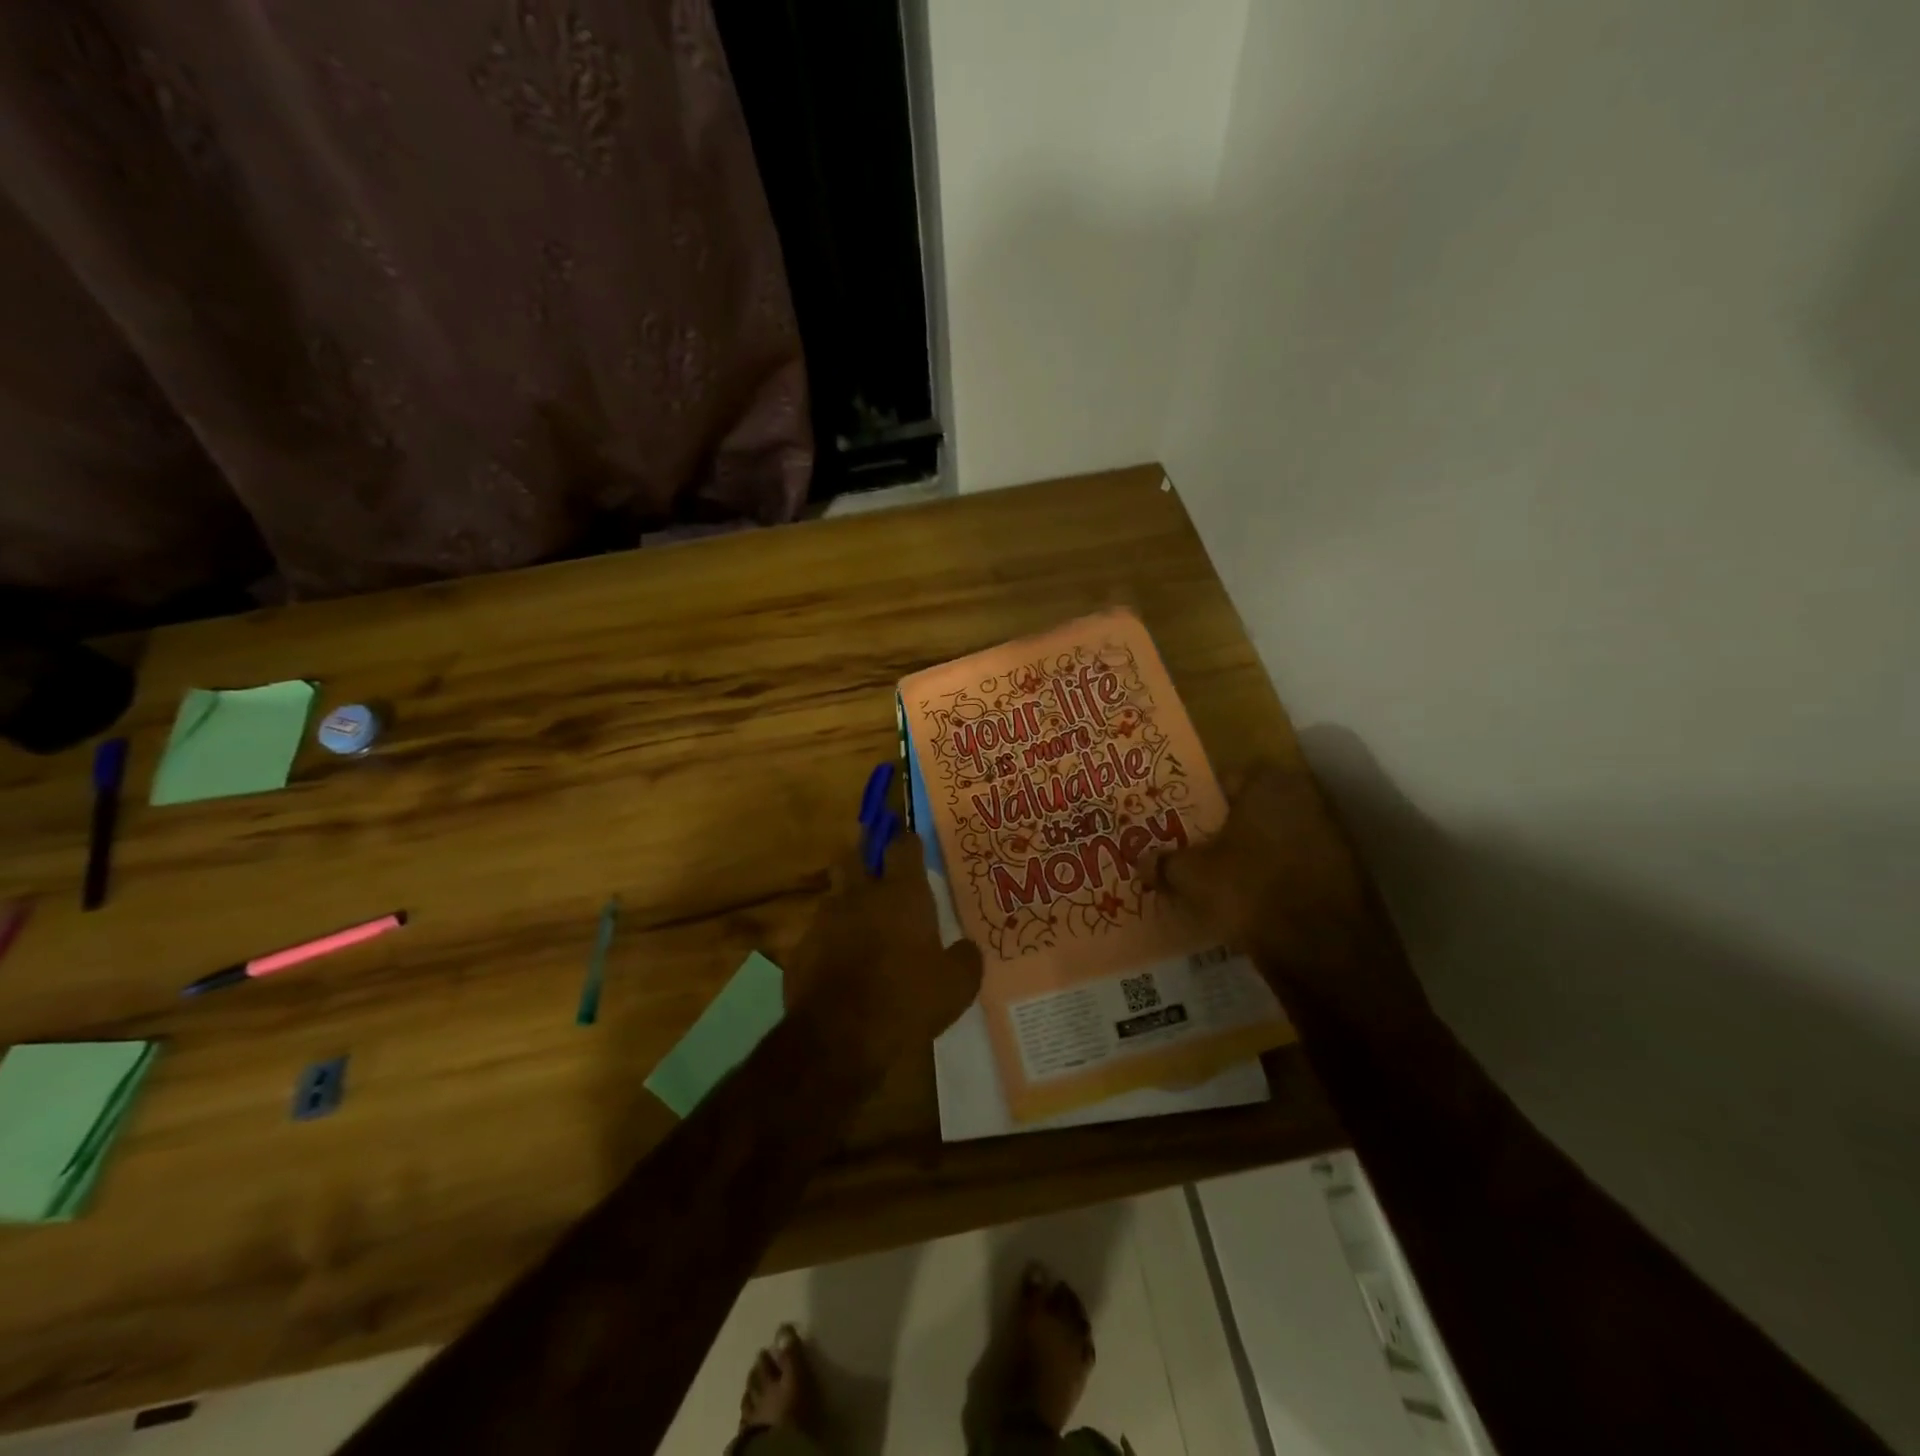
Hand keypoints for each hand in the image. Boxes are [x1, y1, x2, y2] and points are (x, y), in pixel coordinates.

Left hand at [787, 832, 982, 1046]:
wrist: (840, 1039)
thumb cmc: (908, 1001)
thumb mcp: (958, 986)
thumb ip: (966, 958)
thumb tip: (966, 947)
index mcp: (902, 893)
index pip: (903, 845)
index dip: (908, 843)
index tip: (913, 847)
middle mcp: (861, 895)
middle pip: (855, 856)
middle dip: (865, 857)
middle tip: (879, 872)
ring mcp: (826, 919)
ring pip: (835, 893)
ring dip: (847, 900)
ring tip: (861, 921)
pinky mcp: (802, 948)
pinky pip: (818, 932)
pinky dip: (830, 939)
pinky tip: (840, 961)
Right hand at [1148, 760, 1425, 1017]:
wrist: (1323, 950)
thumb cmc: (1250, 891)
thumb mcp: (1191, 877)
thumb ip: (1164, 863)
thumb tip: (1142, 860)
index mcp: (1269, 784)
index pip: (1224, 780)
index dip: (1197, 802)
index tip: (1178, 823)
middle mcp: (1305, 798)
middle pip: (1251, 809)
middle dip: (1224, 828)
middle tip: (1194, 850)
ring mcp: (1330, 836)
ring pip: (1274, 839)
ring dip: (1250, 854)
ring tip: (1219, 879)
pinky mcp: (1344, 873)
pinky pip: (1295, 866)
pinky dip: (1274, 877)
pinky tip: (1252, 900)